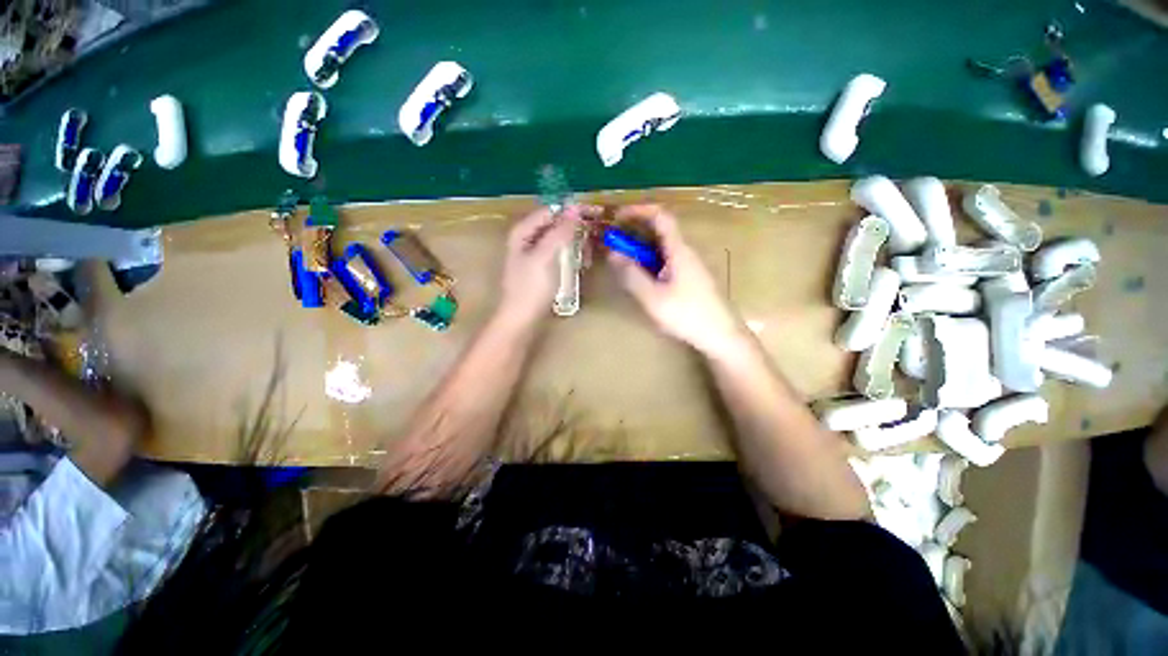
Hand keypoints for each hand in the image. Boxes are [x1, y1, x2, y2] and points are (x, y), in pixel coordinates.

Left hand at [496, 204, 597, 328]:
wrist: (523, 321)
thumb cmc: (531, 288)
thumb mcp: (545, 256)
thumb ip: (560, 231)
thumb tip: (575, 207)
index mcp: (523, 232)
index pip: (552, 211)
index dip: (573, 211)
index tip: (597, 214)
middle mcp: (528, 240)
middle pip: (556, 226)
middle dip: (576, 231)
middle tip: (594, 240)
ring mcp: (536, 256)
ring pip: (561, 242)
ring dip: (576, 246)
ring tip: (588, 258)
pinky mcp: (543, 270)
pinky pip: (560, 257)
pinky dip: (572, 258)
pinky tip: (582, 266)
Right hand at [608, 205, 744, 355]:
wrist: (722, 336)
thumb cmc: (687, 315)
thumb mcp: (653, 297)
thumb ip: (631, 274)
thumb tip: (613, 254)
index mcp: (679, 250)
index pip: (661, 216)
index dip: (638, 211)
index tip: (617, 217)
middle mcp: (687, 252)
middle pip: (661, 231)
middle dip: (636, 232)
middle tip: (615, 243)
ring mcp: (691, 266)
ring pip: (663, 248)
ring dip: (642, 249)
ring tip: (624, 261)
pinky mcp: (692, 279)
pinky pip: (668, 261)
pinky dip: (651, 262)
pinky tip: (644, 280)